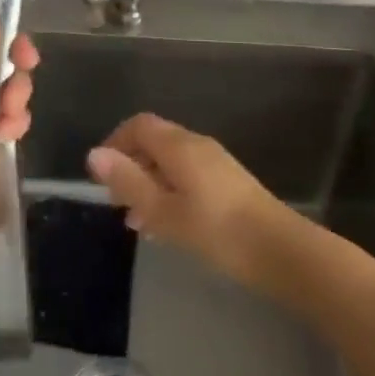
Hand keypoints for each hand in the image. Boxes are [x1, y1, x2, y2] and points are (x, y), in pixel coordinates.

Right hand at [86, 114, 298, 288]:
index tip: (100, 175)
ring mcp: (215, 163)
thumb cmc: (216, 230)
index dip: (115, 142)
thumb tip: (95, 155)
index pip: (139, 125)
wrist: (279, 250)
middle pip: (155, 142)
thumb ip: (129, 182)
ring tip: (136, 221)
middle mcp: (197, 145)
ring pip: (171, 163)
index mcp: (179, 146)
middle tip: (115, 202)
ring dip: (149, 183)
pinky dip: (169, 192)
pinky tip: (167, 226)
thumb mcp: (164, 211)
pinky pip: (187, 176)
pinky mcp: (228, 183)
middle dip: (131, 166)